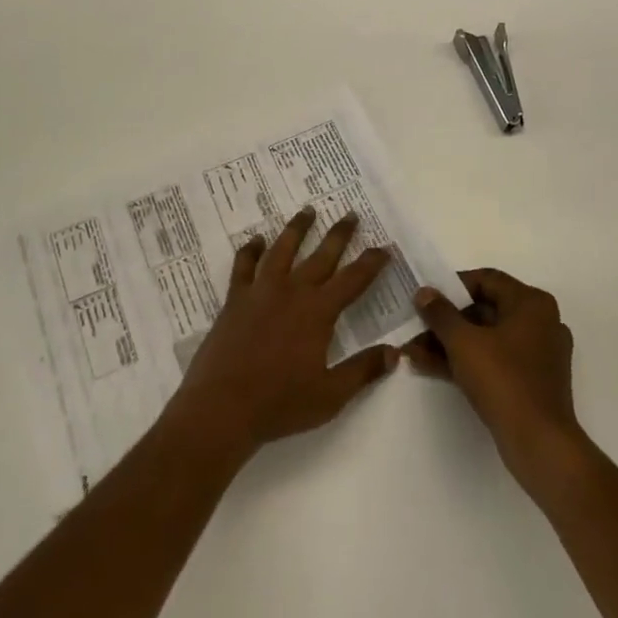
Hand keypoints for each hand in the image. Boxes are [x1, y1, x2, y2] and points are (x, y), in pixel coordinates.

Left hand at [162, 207, 398, 465]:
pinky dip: (251, 250)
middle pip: (321, 256)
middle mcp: (291, 292)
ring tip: (307, 210)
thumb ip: (362, 370)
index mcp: (318, 312)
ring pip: (282, 249)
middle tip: (350, 214)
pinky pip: (244, 265)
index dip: (371, 262)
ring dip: (297, 229)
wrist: (222, 407)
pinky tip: (256, 240)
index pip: (353, 280)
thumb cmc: (279, 403)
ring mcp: (260, 291)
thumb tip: (395, 353)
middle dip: (339, 234)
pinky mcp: (235, 299)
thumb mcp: (330, 395)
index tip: (384, 247)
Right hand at [404, 269, 589, 496]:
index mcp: (531, 304)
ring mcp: (536, 354)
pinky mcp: (530, 382)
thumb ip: (440, 313)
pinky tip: (428, 366)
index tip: (426, 297)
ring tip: (412, 350)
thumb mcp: (464, 342)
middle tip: (415, 326)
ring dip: (449, 343)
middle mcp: (539, 323)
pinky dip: (464, 361)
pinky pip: (492, 360)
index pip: (486, 280)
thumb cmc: (504, 380)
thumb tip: (424, 293)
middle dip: (445, 321)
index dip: (452, 285)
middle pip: (484, 310)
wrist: (540, 444)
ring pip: (485, 338)